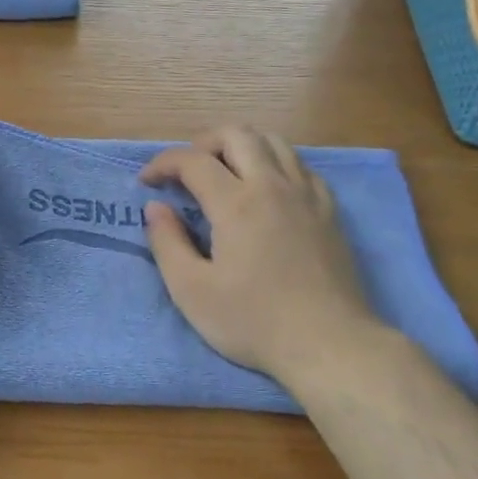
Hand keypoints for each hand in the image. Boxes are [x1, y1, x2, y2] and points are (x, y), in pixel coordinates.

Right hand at [141, 125, 378, 383]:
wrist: (330, 344)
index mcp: (236, 203)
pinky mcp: (330, 211)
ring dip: (241, 146)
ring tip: (224, 173)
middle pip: (237, 134)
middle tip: (186, 171)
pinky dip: (275, 164)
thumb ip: (167, 244)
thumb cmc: (254, 322)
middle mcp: (273, 186)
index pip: (192, 160)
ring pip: (274, 142)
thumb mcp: (192, 292)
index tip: (146, 182)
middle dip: (203, 142)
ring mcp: (308, 195)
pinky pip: (301, 166)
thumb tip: (156, 208)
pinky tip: (267, 192)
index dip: (163, 163)